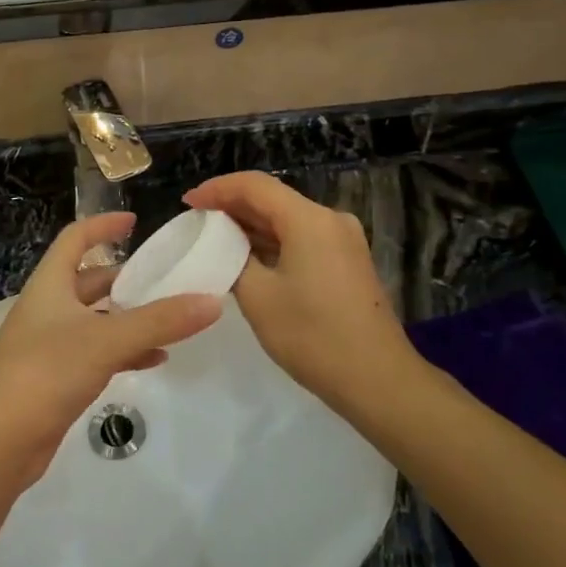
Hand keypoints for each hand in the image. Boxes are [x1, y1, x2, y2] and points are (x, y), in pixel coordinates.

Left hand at [0, 213, 221, 492]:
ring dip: (130, 317)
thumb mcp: (106, 340)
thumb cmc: (45, 372)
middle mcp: (48, 309)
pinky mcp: (57, 379)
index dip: (103, 225)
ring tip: (171, 319)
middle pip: (89, 280)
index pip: (75, 239)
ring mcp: (50, 345)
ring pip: (97, 319)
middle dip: (126, 278)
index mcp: (50, 285)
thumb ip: (160, 321)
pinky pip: (98, 353)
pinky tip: (155, 360)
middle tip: (166, 278)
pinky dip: (125, 352)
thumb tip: (213, 301)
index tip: (135, 222)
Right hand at [184, 171, 412, 408]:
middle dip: (232, 207)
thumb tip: (226, 245)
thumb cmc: (313, 336)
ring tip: (215, 238)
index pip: (255, 186)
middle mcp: (331, 220)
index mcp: (310, 220)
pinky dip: (273, 242)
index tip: (187, 203)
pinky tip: (249, 257)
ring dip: (252, 226)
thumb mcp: (258, 297)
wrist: (378, 380)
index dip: (217, 189)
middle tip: (196, 221)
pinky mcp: (348, 261)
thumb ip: (235, 259)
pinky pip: (302, 238)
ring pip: (288, 220)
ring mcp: (343, 241)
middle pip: (273, 199)